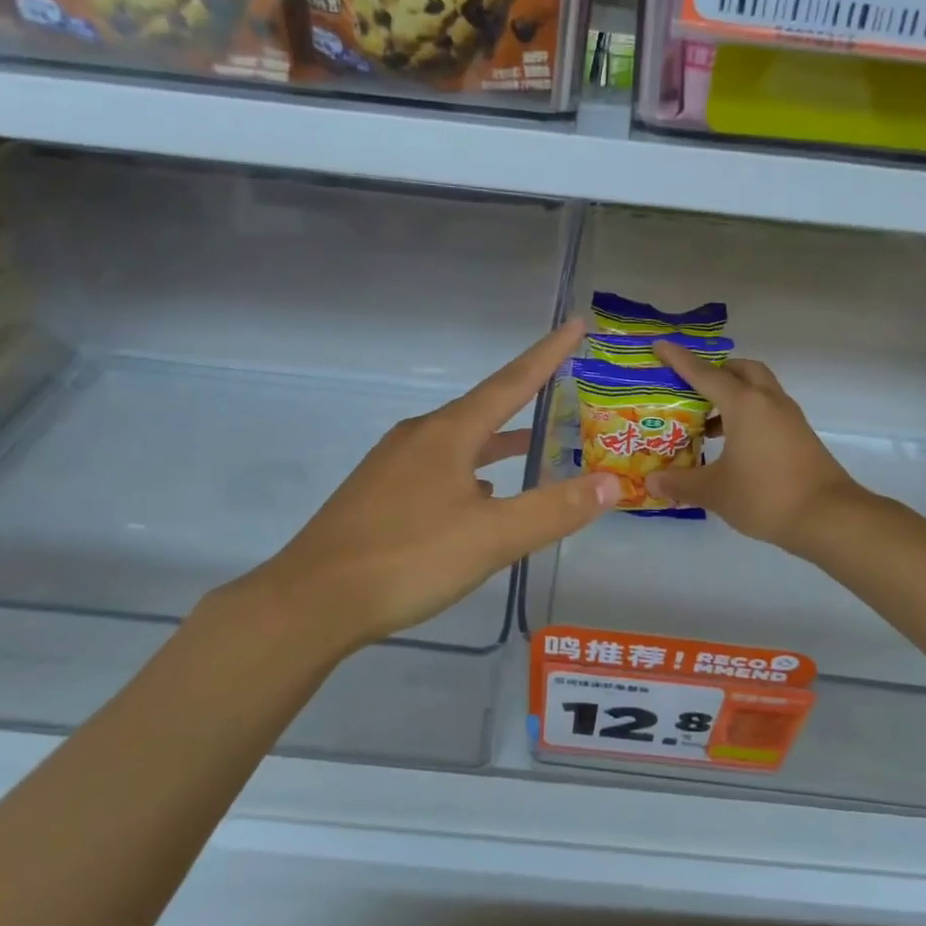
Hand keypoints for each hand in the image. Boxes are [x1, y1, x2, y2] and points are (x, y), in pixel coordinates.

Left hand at [208, 321, 620, 656]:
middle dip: (524, 399)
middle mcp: (419, 437)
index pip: (511, 382)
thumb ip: (555, 510)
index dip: (548, 354)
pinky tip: (479, 499)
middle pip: (483, 409)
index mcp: (448, 433)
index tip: (576, 324)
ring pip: (458, 442)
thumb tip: (613, 483)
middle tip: (562, 392)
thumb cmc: (409, 558)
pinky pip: (437, 469)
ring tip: (530, 447)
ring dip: (497, 441)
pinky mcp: (378, 495)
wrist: (313, 601)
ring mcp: (392, 465)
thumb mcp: (493, 538)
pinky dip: (469, 472)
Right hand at [646, 340, 870, 556]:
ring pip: (759, 390)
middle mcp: (768, 401)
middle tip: (692, 389)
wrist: (828, 517)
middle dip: (717, 372)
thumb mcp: (715, 491)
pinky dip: (748, 416)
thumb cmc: (765, 495)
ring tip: (706, 423)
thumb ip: (681, 483)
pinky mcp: (800, 436)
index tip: (660, 346)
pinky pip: (768, 411)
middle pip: (742, 370)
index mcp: (745, 404)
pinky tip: (733, 446)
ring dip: (734, 396)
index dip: (680, 360)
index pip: (705, 373)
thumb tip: (652, 482)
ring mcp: (789, 418)